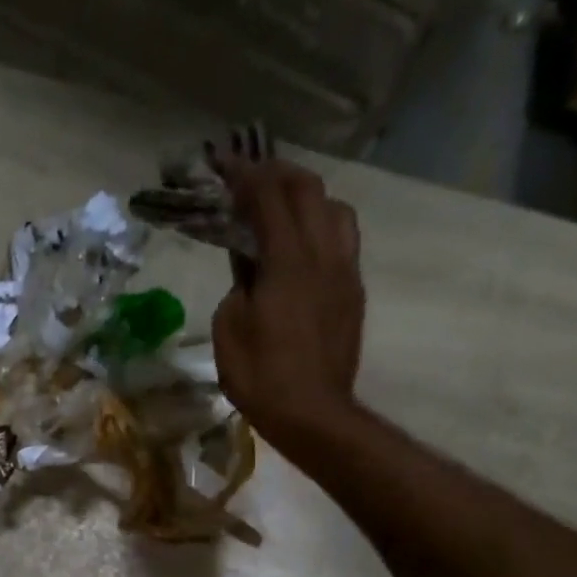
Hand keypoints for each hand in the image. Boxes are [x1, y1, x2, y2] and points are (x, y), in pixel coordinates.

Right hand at [212, 157, 365, 446]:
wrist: (311, 413)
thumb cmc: (260, 375)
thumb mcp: (230, 327)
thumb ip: (240, 283)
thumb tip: (250, 264)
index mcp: (288, 261)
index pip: (269, 197)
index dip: (245, 174)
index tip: (223, 163)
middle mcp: (324, 254)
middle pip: (308, 191)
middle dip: (278, 175)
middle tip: (251, 176)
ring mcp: (344, 272)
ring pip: (335, 211)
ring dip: (308, 197)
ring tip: (284, 207)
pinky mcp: (353, 293)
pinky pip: (343, 241)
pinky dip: (321, 226)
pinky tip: (303, 245)